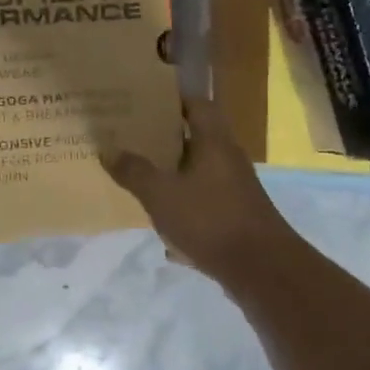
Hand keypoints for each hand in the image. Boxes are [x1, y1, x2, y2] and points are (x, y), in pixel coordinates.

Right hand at [103, 96, 297, 281]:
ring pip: (199, 169)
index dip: (173, 99)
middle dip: (166, 136)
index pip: (197, 104)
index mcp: (214, 141)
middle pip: (196, 136)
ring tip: (140, 172)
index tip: (145, 101)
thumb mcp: (162, 194)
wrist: (262, 269)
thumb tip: (108, 149)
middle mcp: (228, 158)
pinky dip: (183, 202)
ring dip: (173, 170)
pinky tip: (161, 218)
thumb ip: (134, 171)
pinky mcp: (236, 214)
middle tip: (133, 136)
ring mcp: (235, 187)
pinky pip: (204, 198)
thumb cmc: (210, 220)